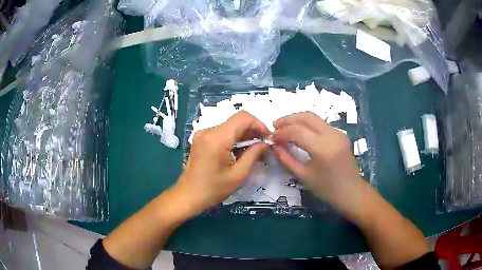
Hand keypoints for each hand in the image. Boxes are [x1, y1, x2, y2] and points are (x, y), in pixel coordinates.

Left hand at [173, 111, 269, 214]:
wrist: (189, 195)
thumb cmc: (213, 189)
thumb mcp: (239, 174)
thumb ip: (254, 154)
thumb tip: (266, 143)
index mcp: (217, 138)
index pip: (243, 118)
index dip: (258, 124)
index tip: (267, 137)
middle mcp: (208, 130)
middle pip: (236, 121)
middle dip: (252, 130)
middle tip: (263, 145)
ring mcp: (203, 133)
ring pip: (230, 126)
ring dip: (244, 135)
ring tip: (254, 150)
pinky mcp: (201, 138)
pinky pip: (222, 132)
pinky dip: (234, 138)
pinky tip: (240, 151)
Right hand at [271, 112, 361, 202]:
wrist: (351, 191)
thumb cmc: (327, 189)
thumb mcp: (303, 176)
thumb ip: (286, 159)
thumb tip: (273, 145)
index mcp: (323, 148)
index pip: (297, 131)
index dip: (281, 133)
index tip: (271, 138)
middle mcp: (332, 135)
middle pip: (306, 117)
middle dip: (288, 119)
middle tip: (275, 126)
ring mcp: (338, 132)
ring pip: (314, 117)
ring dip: (297, 120)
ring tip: (284, 128)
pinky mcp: (340, 133)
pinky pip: (320, 123)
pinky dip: (307, 124)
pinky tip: (299, 132)